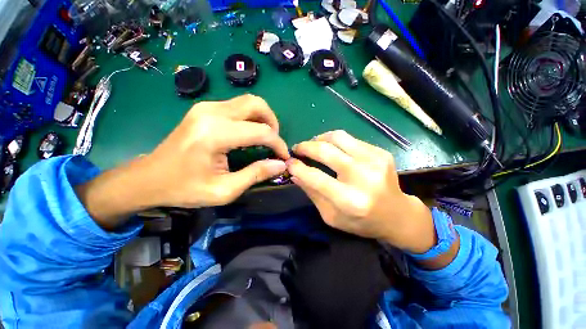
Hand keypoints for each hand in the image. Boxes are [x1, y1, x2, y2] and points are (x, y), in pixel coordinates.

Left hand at [77, 95, 289, 228]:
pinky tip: (249, 134)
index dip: (278, 144)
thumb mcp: (224, 190)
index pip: (261, 132)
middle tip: (274, 143)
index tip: (283, 157)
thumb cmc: (185, 188)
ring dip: (263, 119)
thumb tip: (280, 164)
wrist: (148, 178)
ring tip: (265, 139)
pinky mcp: (204, 109)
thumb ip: (256, 174)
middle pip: (256, 104)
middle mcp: (212, 113)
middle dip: (273, 123)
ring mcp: (206, 107)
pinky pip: (237, 106)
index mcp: (215, 134)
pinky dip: (251, 118)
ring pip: (248, 102)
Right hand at [287, 130, 434, 253]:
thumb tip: (295, 173)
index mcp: (349, 200)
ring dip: (319, 139)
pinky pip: (350, 139)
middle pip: (326, 151)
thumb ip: (312, 193)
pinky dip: (335, 142)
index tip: (289, 162)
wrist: (397, 215)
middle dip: (305, 147)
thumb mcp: (331, 216)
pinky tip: (333, 149)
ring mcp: (375, 161)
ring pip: (338, 137)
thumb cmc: (361, 221)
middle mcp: (363, 177)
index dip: (297, 167)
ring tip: (313, 145)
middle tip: (297, 149)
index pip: (315, 177)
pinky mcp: (381, 152)